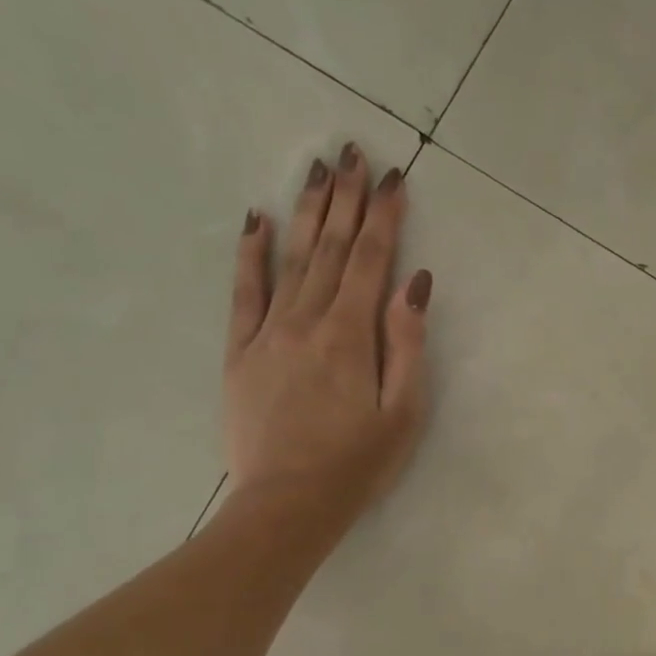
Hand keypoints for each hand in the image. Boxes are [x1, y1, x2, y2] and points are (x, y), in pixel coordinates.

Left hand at [224, 144, 432, 531]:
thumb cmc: (359, 463)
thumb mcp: (404, 411)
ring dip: (307, 212)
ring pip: (291, 259)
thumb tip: (413, 283)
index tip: (394, 177)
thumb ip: (407, 344)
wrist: (288, 503)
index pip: (371, 261)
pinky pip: (244, 292)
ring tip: (318, 171)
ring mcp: (268, 334)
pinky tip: (257, 221)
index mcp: (350, 335)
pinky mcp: (241, 352)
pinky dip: (251, 254)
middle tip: (353, 152)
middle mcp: (306, 321)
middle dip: (346, 199)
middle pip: (331, 249)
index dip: (384, 216)